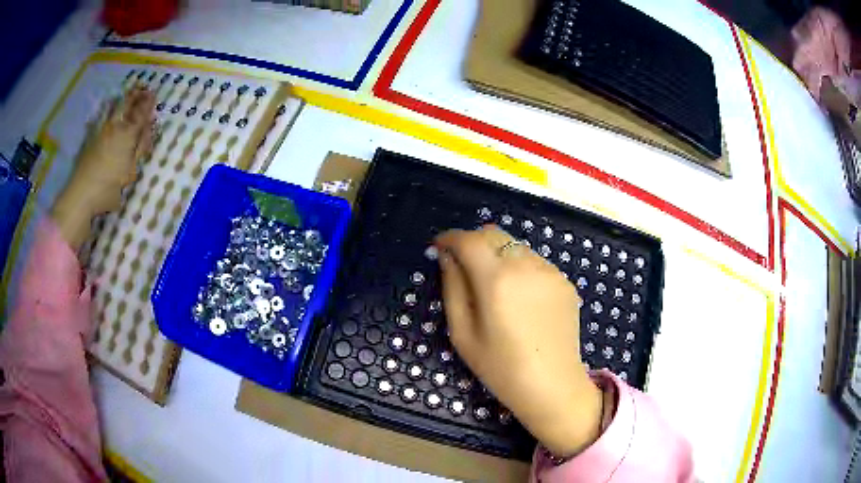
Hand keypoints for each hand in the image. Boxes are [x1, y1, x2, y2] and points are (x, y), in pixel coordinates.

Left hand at [52, 87, 155, 248]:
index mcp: (127, 135)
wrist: (81, 194)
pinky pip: (101, 117)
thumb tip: (146, 132)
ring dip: (122, 100)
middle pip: (127, 106)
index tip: (153, 93)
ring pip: (113, 108)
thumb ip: (139, 150)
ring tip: (127, 92)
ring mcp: (101, 131)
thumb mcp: (130, 172)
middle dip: (135, 96)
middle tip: (141, 87)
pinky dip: (107, 109)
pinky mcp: (90, 138)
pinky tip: (108, 107)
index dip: (147, 103)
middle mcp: (115, 127)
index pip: (141, 114)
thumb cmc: (108, 188)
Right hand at [435, 225, 602, 456]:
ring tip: (495, 287)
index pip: (468, 240)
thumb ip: (452, 288)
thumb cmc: (500, 367)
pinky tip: (521, 299)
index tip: (439, 247)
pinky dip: (521, 269)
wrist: (552, 385)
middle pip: (494, 234)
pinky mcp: (565, 282)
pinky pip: (535, 263)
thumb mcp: (462, 333)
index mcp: (496, 279)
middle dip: (473, 242)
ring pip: (516, 246)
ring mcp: (550, 271)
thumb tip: (447, 257)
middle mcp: (526, 265)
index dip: (450, 238)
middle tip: (463, 265)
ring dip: (498, 255)